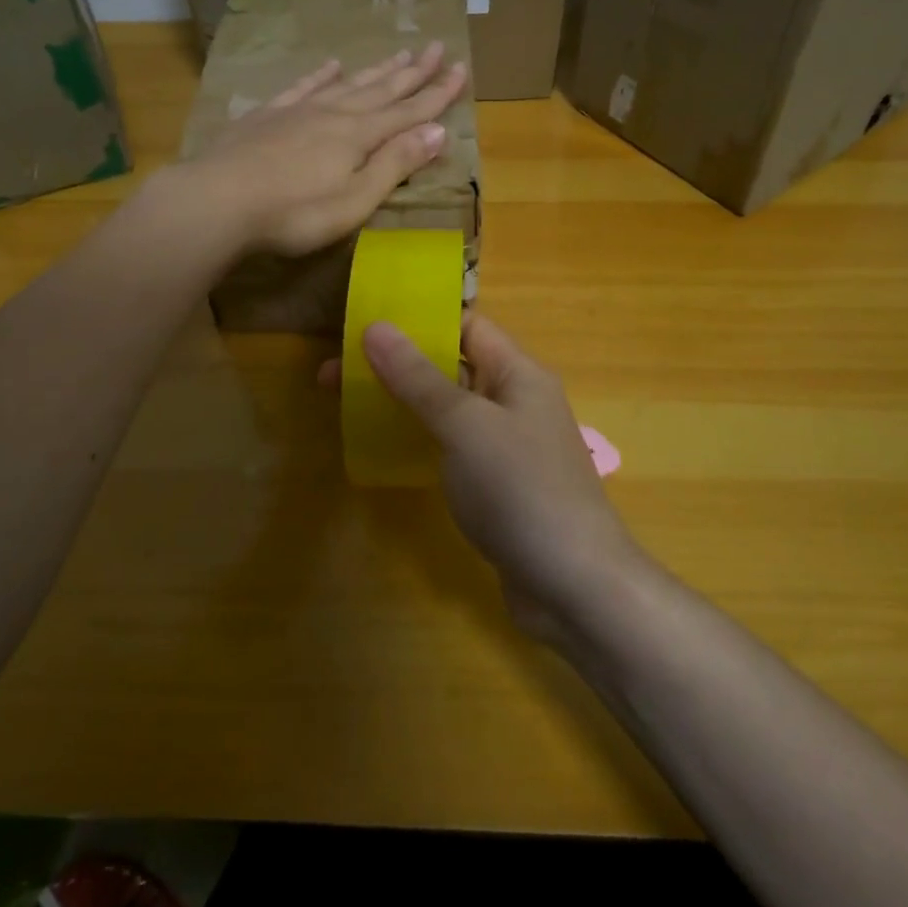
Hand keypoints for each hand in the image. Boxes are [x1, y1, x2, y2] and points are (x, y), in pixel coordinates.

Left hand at [176, 43, 467, 258]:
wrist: (218, 201)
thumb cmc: (294, 213)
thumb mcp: (355, 200)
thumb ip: (395, 164)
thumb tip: (439, 131)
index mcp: (359, 137)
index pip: (408, 111)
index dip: (437, 94)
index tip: (462, 69)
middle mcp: (334, 114)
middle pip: (381, 89)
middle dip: (413, 72)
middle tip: (437, 47)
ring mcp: (298, 111)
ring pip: (347, 84)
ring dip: (376, 70)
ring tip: (399, 52)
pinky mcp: (266, 116)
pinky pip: (301, 87)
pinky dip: (320, 75)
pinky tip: (330, 64)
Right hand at [359, 313, 648, 639]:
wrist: (575, 586)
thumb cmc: (521, 489)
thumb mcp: (465, 426)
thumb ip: (419, 378)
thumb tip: (376, 327)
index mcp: (518, 373)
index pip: (466, 326)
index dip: (418, 320)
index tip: (363, 324)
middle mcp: (515, 402)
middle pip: (450, 367)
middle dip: (396, 365)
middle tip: (333, 373)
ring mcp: (507, 447)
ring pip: (448, 410)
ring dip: (402, 404)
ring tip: (346, 406)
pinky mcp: (497, 486)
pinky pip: (452, 448)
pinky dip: (419, 441)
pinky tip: (384, 450)